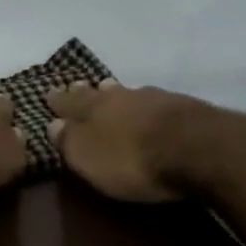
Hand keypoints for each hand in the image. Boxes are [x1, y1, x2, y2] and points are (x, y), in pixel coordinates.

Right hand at [46, 81, 200, 202]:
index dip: (59, 100)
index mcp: (93, 109)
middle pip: (98, 92)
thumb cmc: (133, 159)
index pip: (69, 102)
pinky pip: (154, 102)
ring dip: (117, 94)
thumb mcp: (90, 158)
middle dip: (86, 91)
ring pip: (127, 93)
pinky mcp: (183, 108)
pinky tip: (150, 108)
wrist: (197, 147)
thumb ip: (69, 141)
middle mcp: (121, 97)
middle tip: (77, 86)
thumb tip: (53, 125)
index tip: (48, 94)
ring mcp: (154, 99)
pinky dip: (146, 105)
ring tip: (110, 90)